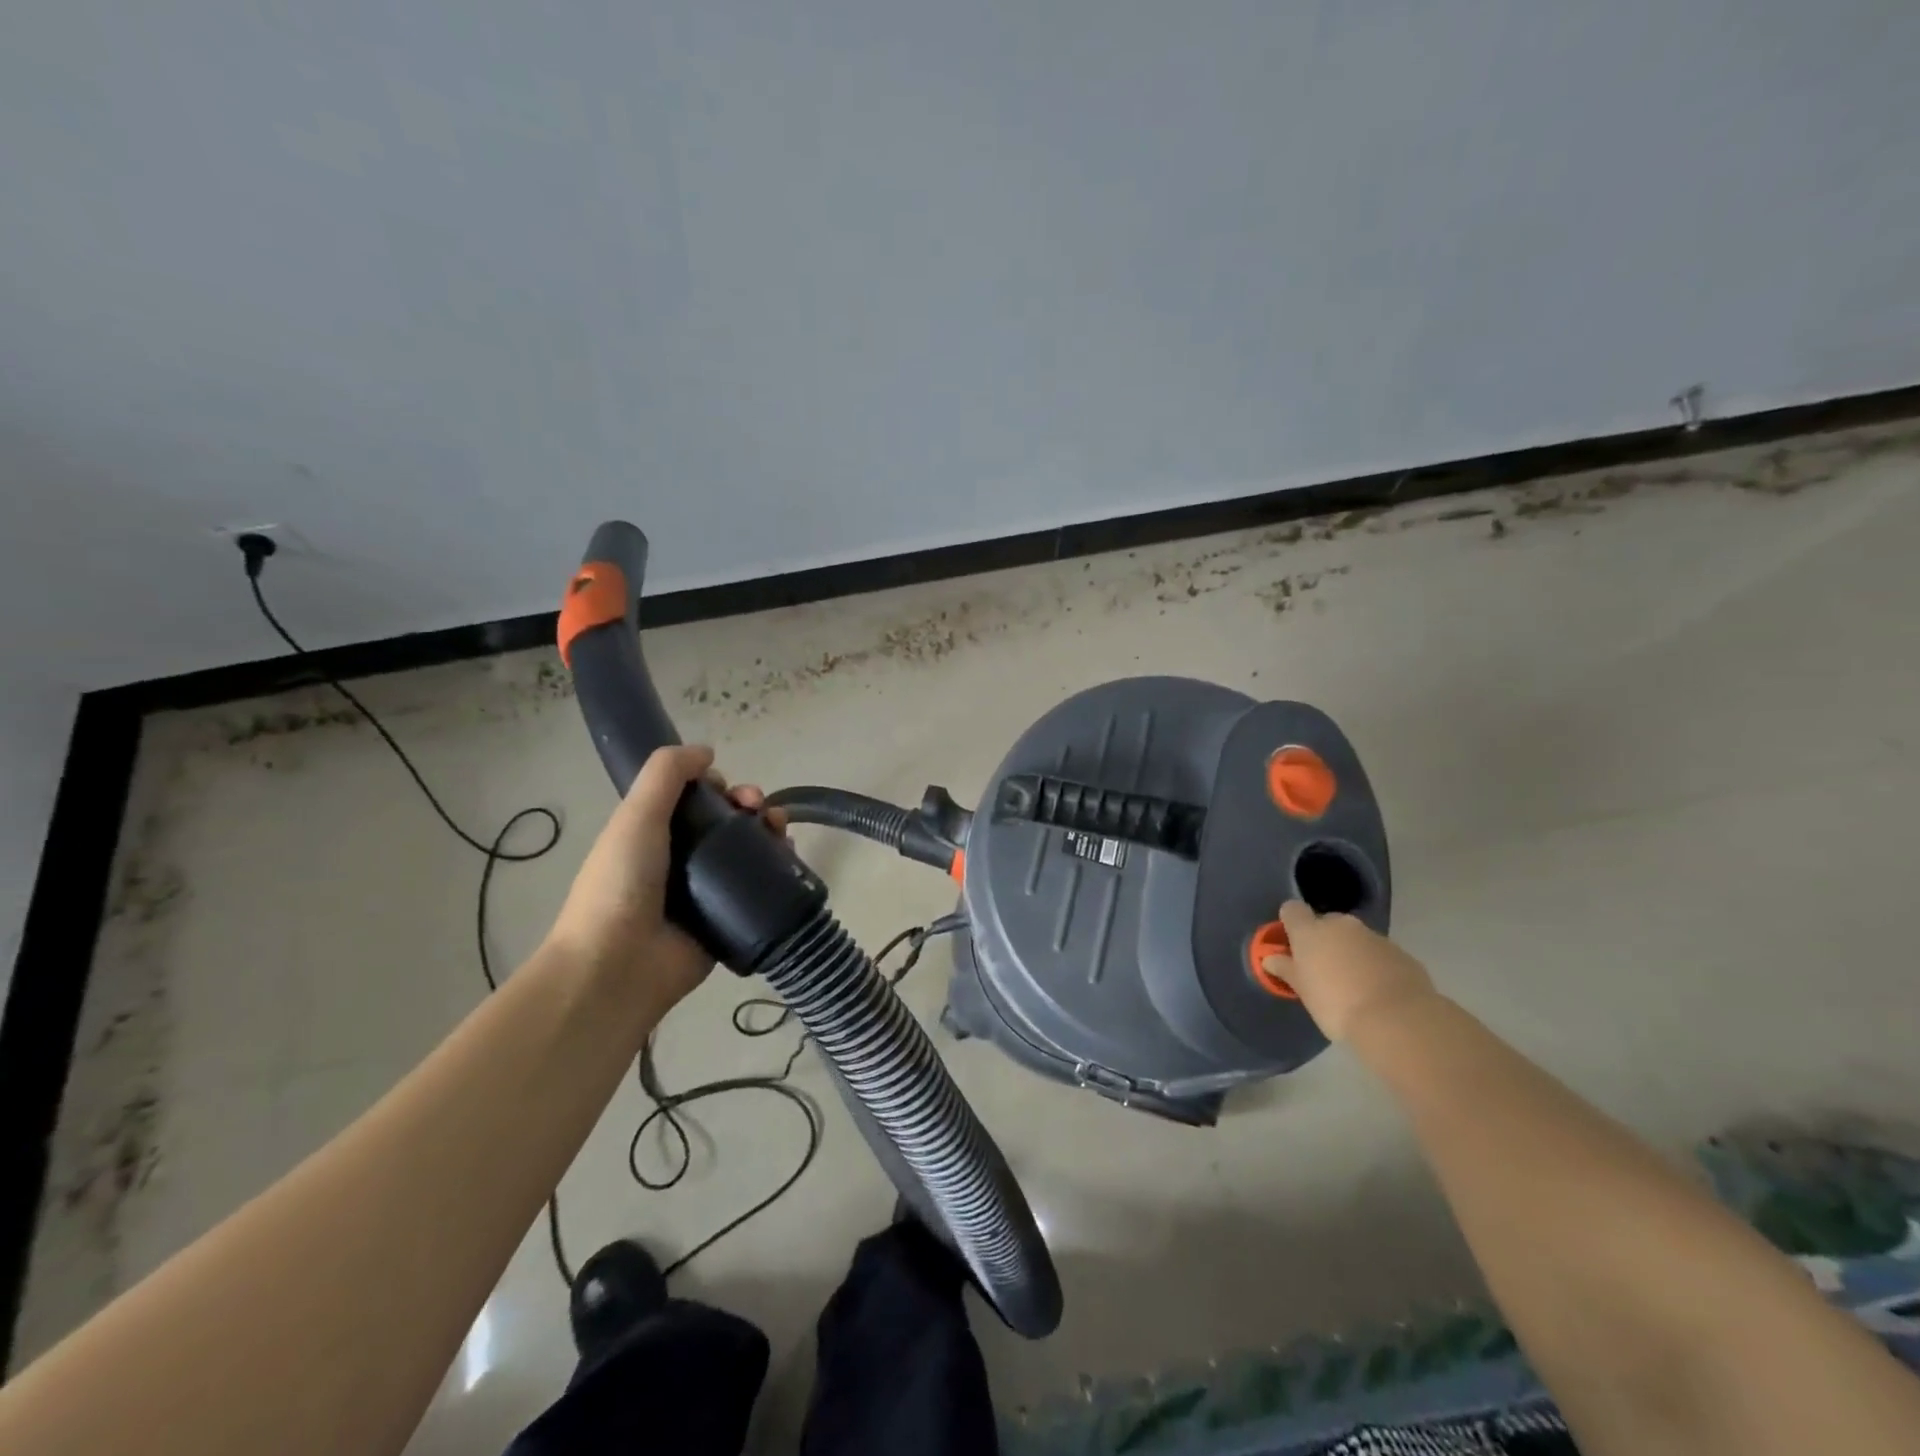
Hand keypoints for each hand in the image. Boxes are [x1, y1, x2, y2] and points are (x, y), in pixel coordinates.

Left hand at [545, 745, 787, 1008]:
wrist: (616, 967)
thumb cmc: (620, 885)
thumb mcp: (635, 817)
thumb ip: (665, 775)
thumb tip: (706, 751)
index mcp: (653, 834)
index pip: (694, 799)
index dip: (715, 786)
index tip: (726, 789)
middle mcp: (681, 860)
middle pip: (726, 822)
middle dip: (748, 805)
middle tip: (758, 808)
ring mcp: (706, 892)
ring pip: (747, 852)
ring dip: (769, 832)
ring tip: (780, 830)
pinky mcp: (728, 921)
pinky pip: (759, 889)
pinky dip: (778, 870)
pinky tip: (789, 859)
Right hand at [1261, 900, 1436, 1042]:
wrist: (1398, 1021)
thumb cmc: (1336, 1005)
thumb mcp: (1303, 991)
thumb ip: (1286, 969)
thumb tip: (1270, 958)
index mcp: (1310, 930)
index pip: (1292, 910)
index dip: (1291, 924)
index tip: (1292, 945)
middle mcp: (1342, 925)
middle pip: (1326, 923)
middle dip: (1324, 941)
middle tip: (1323, 970)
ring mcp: (1375, 937)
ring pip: (1356, 939)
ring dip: (1351, 953)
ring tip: (1354, 986)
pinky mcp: (1402, 953)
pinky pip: (1381, 954)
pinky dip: (1377, 966)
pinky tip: (1379, 992)